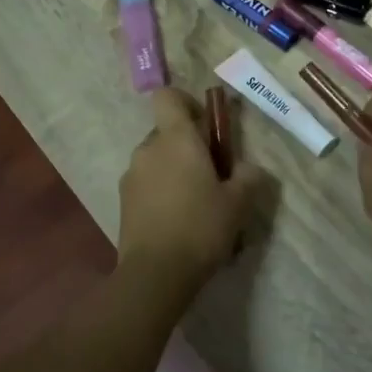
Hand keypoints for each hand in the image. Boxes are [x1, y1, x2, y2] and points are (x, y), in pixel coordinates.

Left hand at [117, 88, 261, 291]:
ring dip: (174, 170)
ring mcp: (131, 176)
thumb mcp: (238, 203)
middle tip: (213, 174)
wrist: (155, 274)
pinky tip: (179, 221)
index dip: (187, 103)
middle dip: (188, 146)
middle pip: (167, 132)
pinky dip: (161, 192)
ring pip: (157, 160)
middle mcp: (148, 149)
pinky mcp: (123, 202)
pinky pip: (147, 184)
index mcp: (175, 139)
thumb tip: (247, 168)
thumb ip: (248, 177)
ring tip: (197, 203)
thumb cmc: (201, 228)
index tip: (207, 126)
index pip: (168, 97)